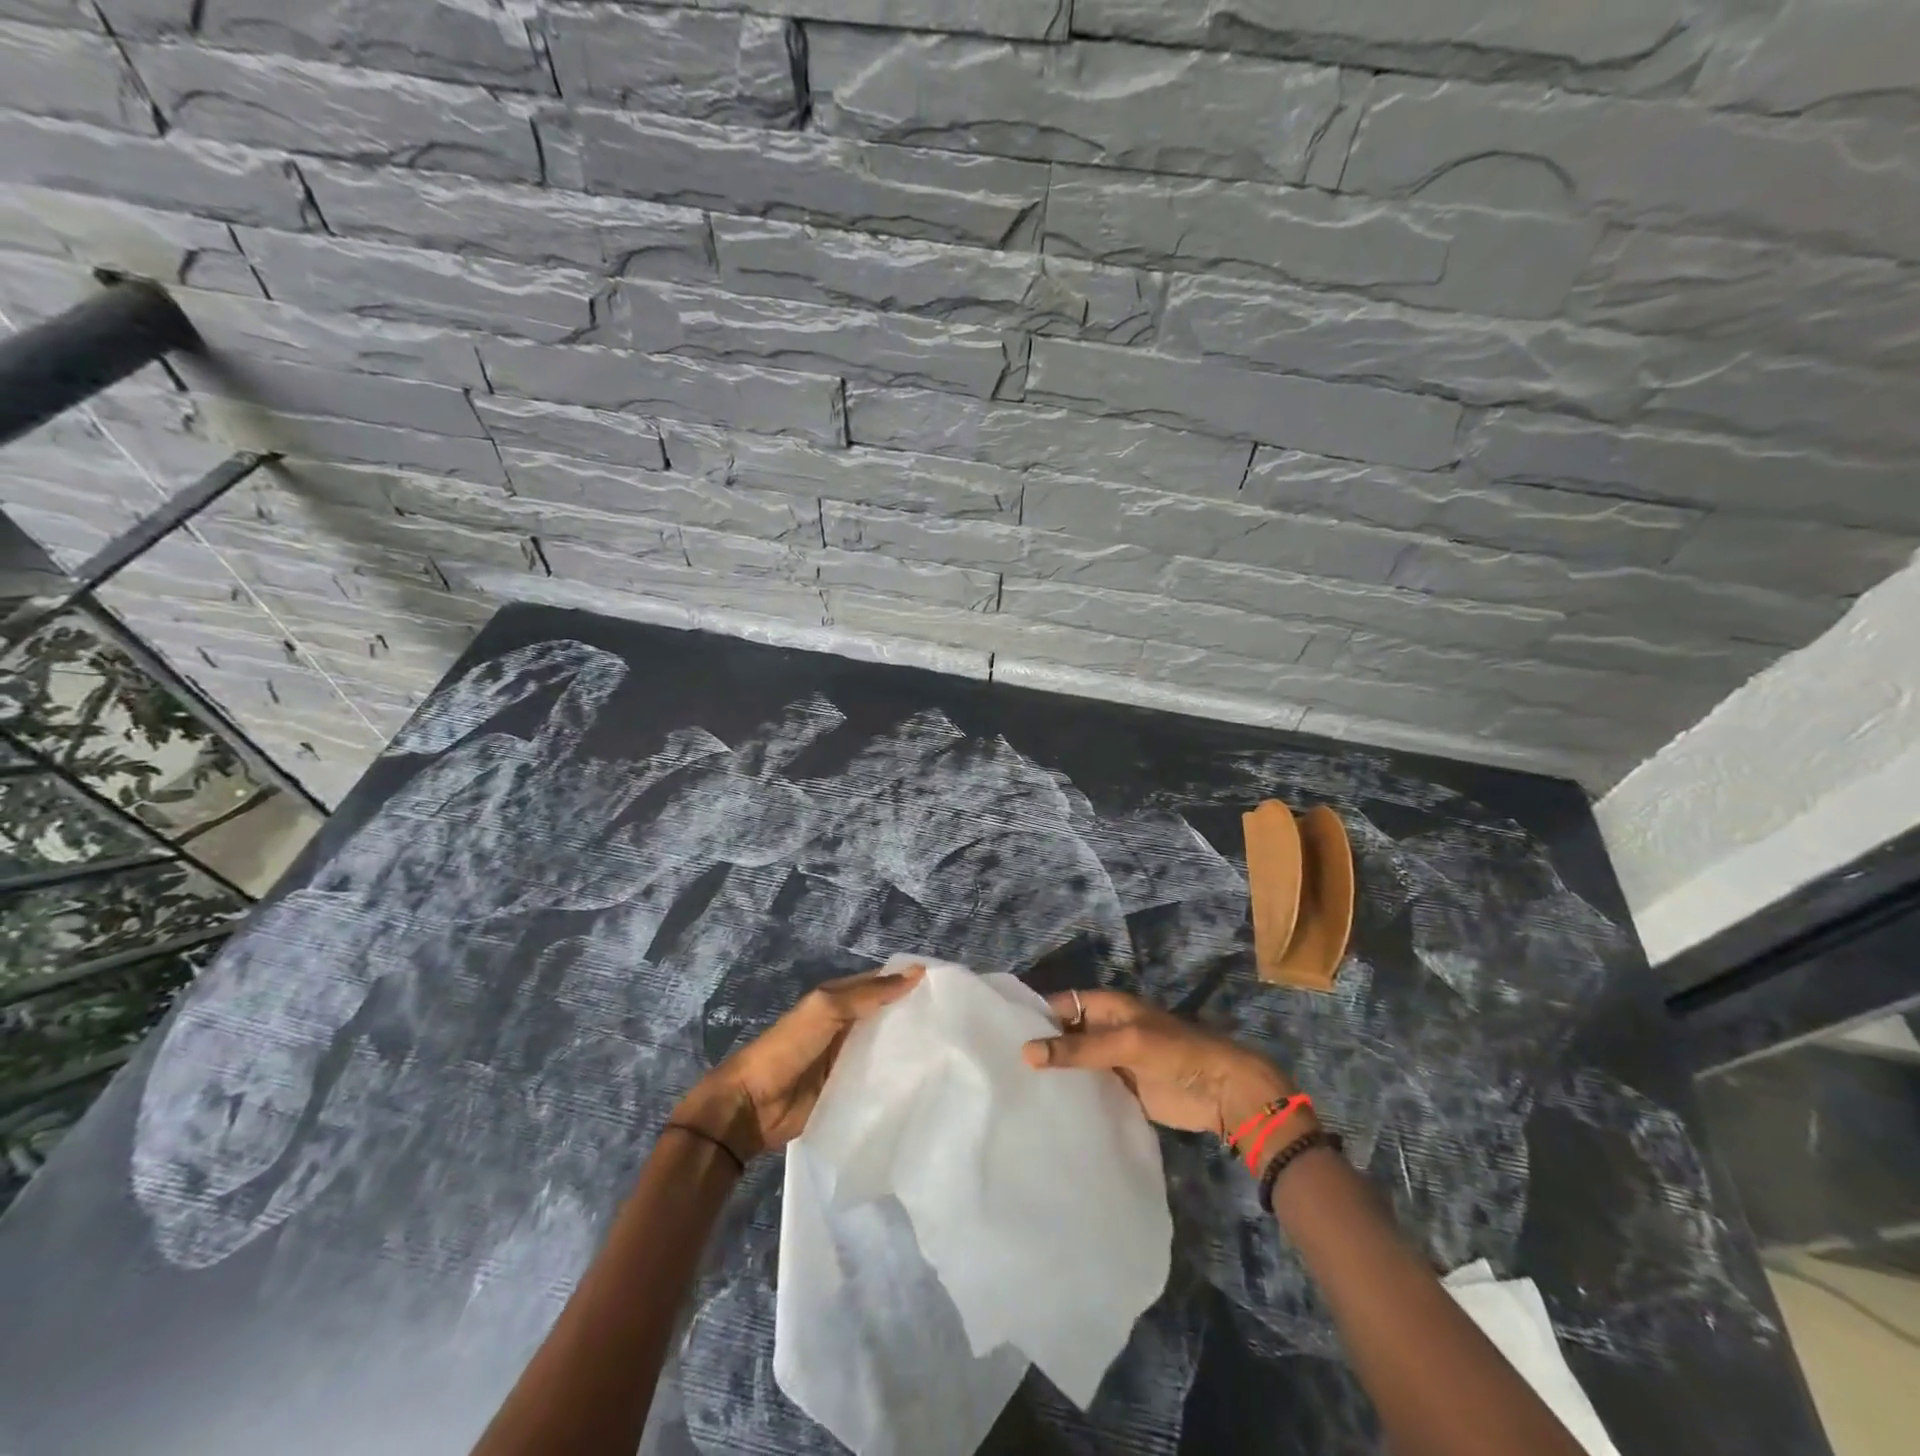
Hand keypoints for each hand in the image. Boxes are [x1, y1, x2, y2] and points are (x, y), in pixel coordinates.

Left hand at [674, 963, 924, 1162]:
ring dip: (908, 1048)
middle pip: (886, 1016)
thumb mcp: (827, 1008)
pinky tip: (925, 1081)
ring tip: (949, 1051)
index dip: (908, 981)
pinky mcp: (848, 1091)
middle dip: (914, 1015)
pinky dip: (897, 1078)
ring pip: (886, 1048)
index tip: (947, 987)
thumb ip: (869, 993)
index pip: (881, 984)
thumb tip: (916, 972)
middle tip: (956, 1022)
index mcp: (839, 999)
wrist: (753, 1105)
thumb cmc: (789, 1046)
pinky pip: (878, 1079)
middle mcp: (846, 1026)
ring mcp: (847, 1060)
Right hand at [1023, 990, 1298, 1138]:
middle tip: (999, 1068)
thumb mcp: (1125, 1043)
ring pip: (1073, 1063)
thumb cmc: (1175, 1053)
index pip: (1060, 1005)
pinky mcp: (1120, 1091)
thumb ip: (1078, 1049)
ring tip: (1013, 1091)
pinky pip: (1088, 1089)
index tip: (1000, 1034)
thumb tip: (1025, 1052)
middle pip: (1064, 1035)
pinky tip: (1045, 1109)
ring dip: (1053, 1074)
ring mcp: (1111, 1062)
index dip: (1034, 1016)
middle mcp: (1103, 1030)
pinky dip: (1071, 1095)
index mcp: (1106, 1007)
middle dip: (1039, 1047)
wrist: (1221, 1091)